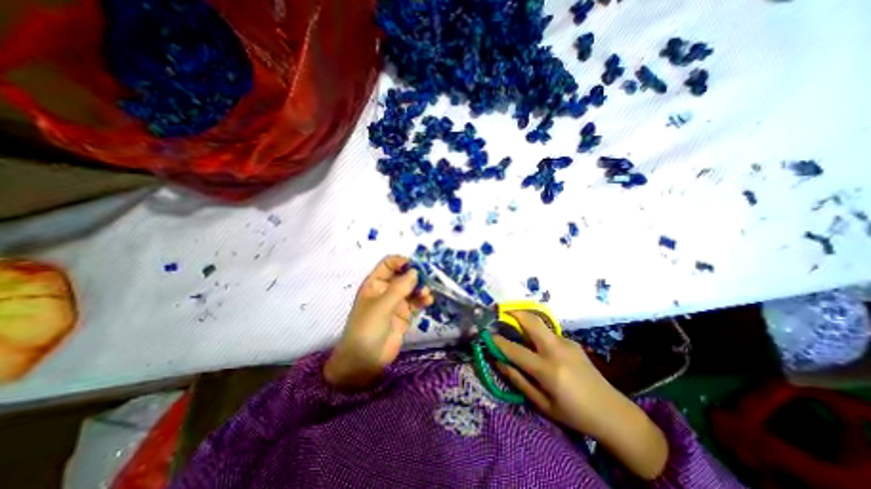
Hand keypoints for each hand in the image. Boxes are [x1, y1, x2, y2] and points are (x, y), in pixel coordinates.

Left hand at [324, 257, 430, 389]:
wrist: (365, 361)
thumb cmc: (366, 329)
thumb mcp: (381, 306)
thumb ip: (399, 288)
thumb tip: (415, 271)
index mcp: (375, 283)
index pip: (389, 264)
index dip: (402, 261)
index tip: (417, 264)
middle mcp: (386, 290)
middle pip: (403, 275)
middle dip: (416, 274)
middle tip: (428, 278)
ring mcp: (396, 302)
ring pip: (412, 288)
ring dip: (421, 288)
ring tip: (426, 294)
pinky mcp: (405, 314)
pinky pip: (417, 302)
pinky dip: (423, 300)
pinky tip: (428, 301)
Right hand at [497, 311, 668, 478]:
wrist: (612, 412)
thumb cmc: (573, 413)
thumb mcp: (542, 404)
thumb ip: (518, 380)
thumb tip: (498, 361)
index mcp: (548, 370)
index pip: (515, 350)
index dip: (498, 342)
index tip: (487, 335)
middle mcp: (556, 350)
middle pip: (531, 321)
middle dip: (514, 312)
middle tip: (501, 311)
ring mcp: (566, 342)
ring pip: (540, 324)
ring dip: (525, 320)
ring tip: (514, 326)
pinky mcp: (572, 341)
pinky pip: (548, 333)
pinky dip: (537, 332)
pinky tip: (537, 345)